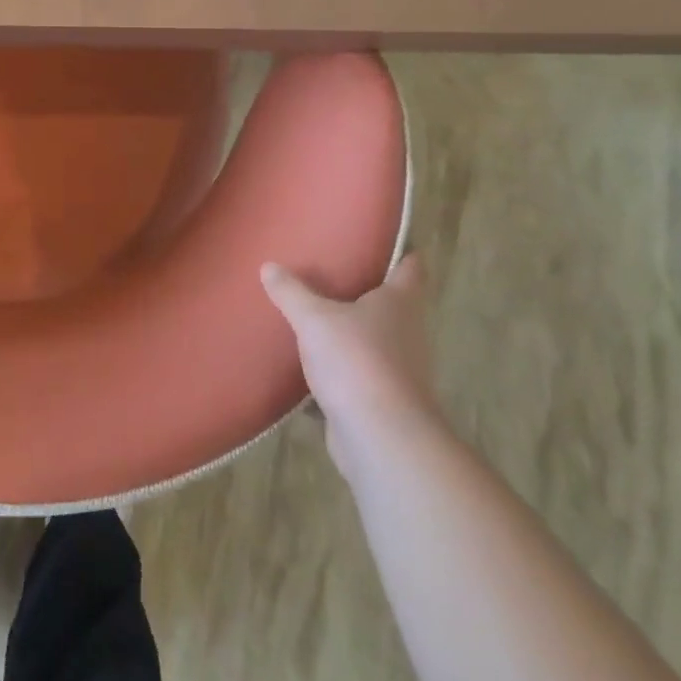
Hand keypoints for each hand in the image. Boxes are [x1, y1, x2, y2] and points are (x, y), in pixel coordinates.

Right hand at [262, 254, 438, 467]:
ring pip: (375, 343)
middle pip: (393, 307)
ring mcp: (400, 371)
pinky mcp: (384, 402)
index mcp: (399, 304)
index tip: (392, 243)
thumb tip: (269, 266)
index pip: (411, 270)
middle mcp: (407, 334)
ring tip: (318, 319)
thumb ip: (291, 293)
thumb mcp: (314, 319)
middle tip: (335, 276)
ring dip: (353, 334)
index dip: (404, 254)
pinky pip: (359, 376)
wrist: (382, 437)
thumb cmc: (356, 361)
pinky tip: (311, 369)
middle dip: (368, 294)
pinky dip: (340, 372)